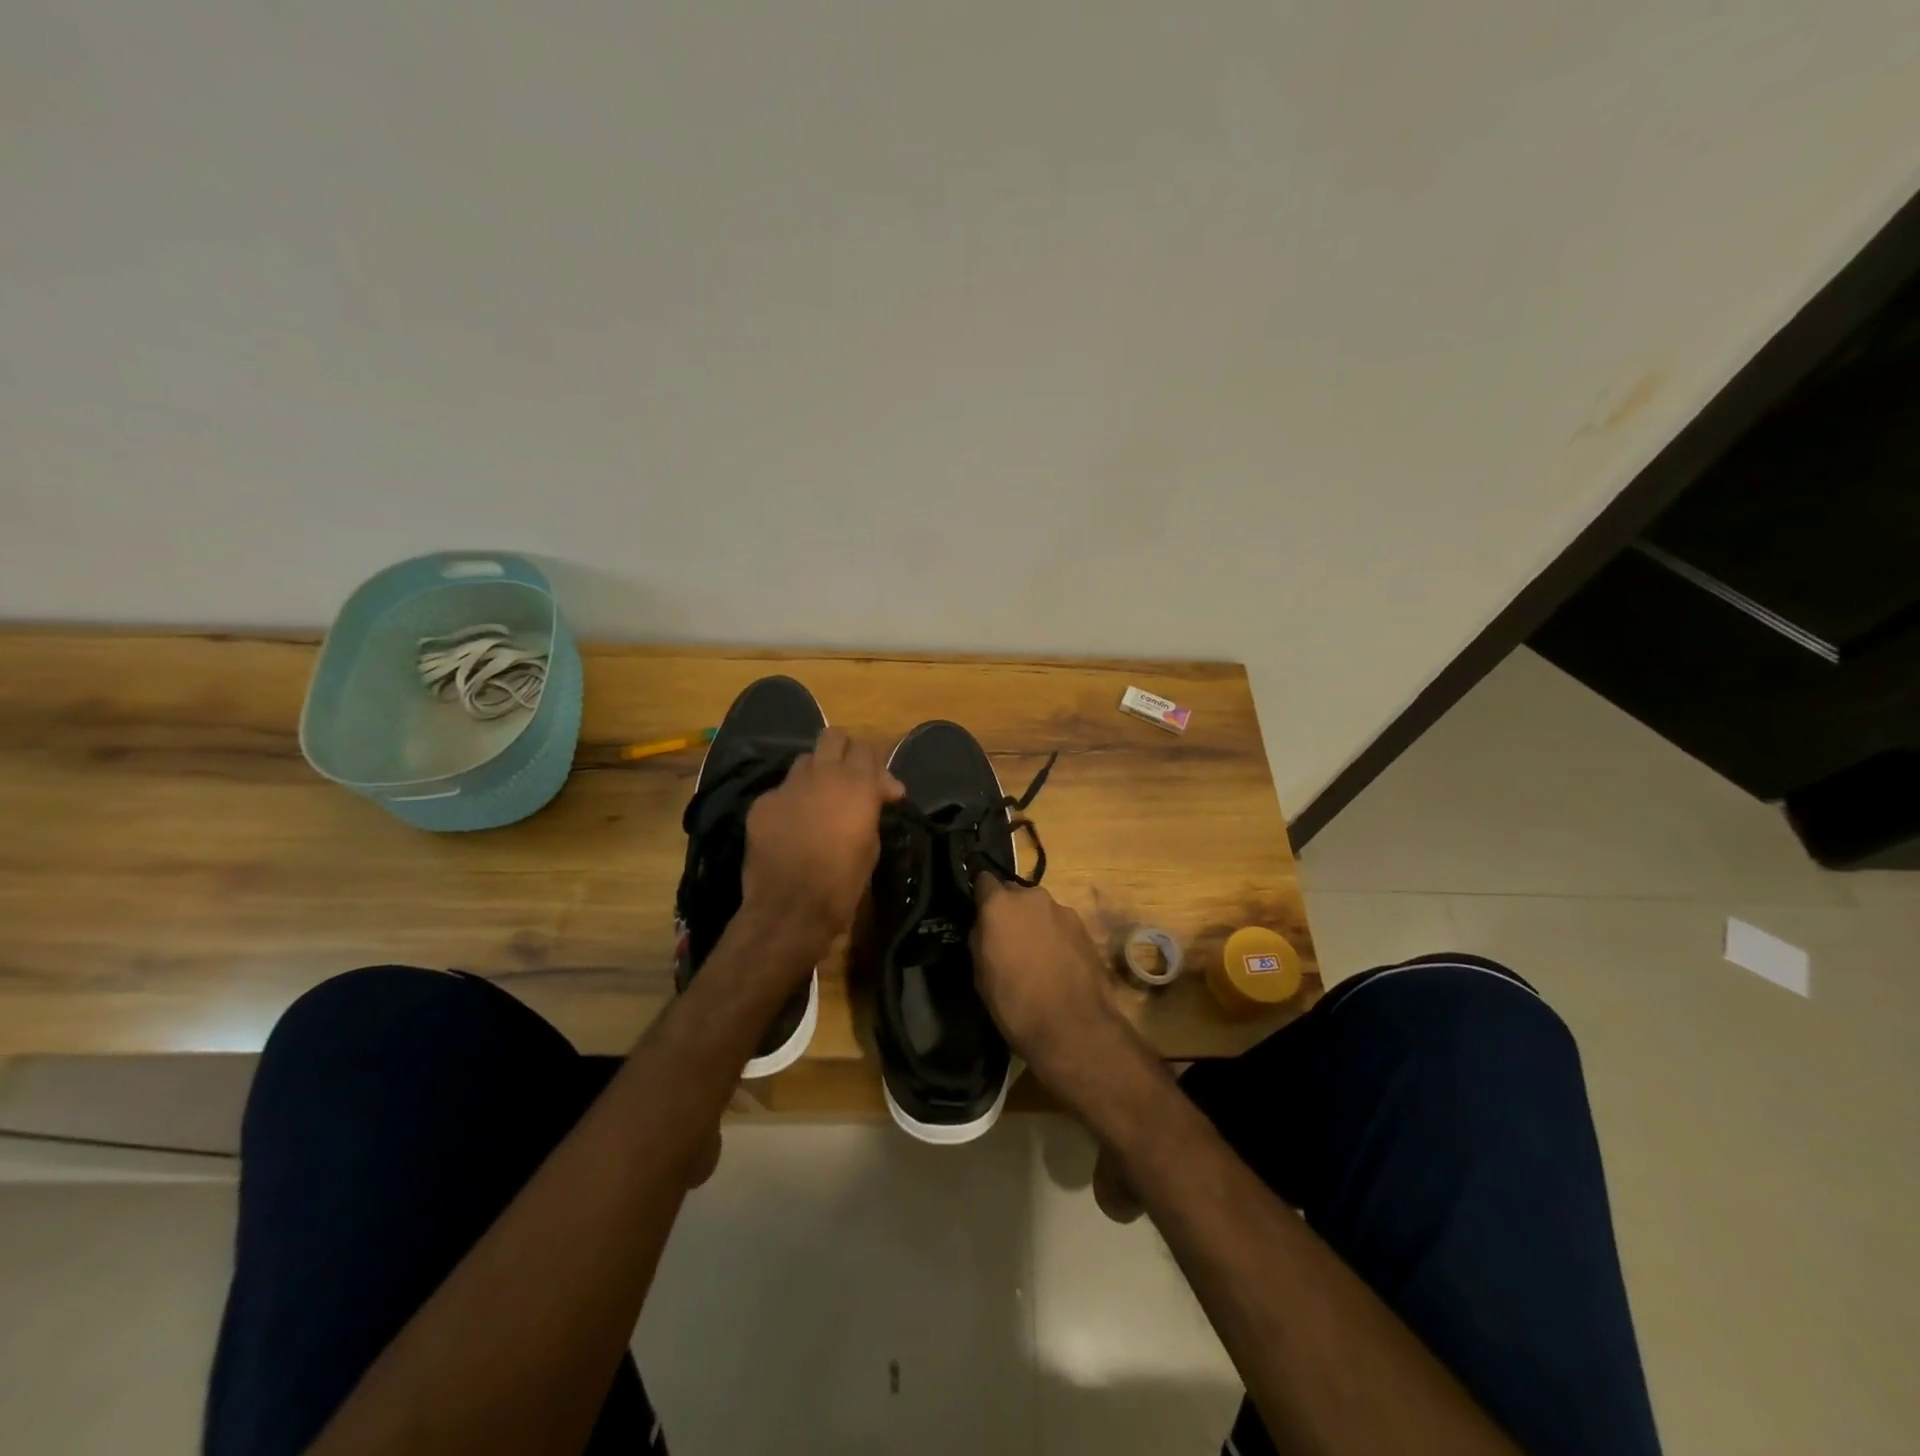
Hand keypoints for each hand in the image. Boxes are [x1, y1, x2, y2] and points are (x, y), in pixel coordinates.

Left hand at [741, 728, 903, 956]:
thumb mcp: (871, 844)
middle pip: (833, 736)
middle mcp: (823, 774)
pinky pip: (781, 790)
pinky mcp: (763, 802)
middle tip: (848, 775)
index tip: (882, 789)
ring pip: (805, 760)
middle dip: (843, 750)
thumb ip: (871, 809)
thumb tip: (878, 795)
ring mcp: (788, 786)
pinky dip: (791, 801)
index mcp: (857, 784)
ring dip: (816, 773)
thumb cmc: (843, 881)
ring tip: (818, 797)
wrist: (791, 907)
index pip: (868, 748)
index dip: (875, 765)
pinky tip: (792, 824)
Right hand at [970, 877, 1133, 1085]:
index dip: (980, 895)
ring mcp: (1061, 910)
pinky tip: (1056, 962)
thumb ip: (980, 938)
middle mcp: (1031, 897)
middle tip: (1006, 938)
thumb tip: (984, 926)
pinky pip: (1059, 924)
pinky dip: (1054, 936)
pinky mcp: (1084, 927)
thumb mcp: (980, 973)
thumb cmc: (1014, 1002)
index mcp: (1000, 904)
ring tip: (1034, 955)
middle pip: (1014, 893)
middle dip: (1009, 910)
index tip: (978, 911)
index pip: (983, 880)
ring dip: (1033, 923)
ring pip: (1039, 909)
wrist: (1072, 1026)